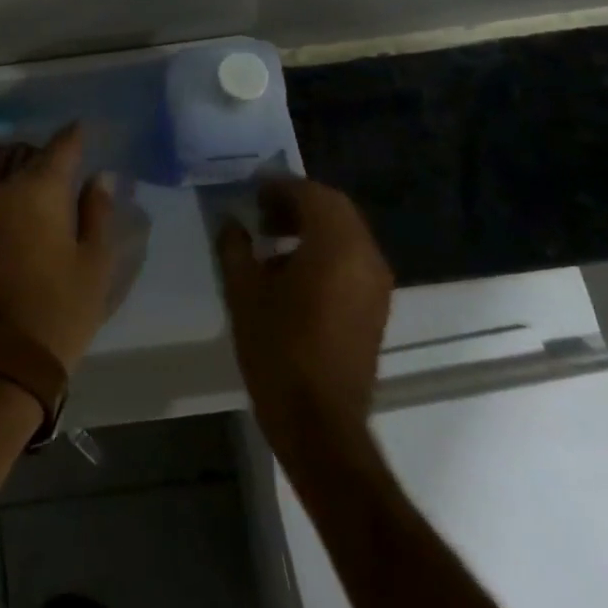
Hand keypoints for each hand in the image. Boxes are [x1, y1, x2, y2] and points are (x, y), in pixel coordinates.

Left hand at [0, 124, 114, 371]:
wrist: (0, 356)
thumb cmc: (60, 307)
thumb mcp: (94, 261)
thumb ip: (97, 212)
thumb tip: (98, 178)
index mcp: (39, 190)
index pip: (61, 147)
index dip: (76, 136)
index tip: (88, 126)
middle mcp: (6, 191)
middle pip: (35, 163)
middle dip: (57, 161)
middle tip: (80, 163)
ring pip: (16, 184)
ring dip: (37, 183)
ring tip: (61, 192)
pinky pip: (3, 205)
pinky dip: (21, 203)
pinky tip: (36, 216)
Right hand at [218, 178, 393, 464]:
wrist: (319, 422)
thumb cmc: (277, 349)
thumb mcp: (243, 291)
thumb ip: (236, 247)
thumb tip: (232, 222)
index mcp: (336, 246)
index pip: (312, 194)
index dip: (281, 186)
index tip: (252, 190)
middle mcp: (365, 256)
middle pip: (335, 209)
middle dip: (298, 203)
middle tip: (261, 211)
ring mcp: (375, 283)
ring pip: (346, 233)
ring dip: (312, 226)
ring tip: (272, 239)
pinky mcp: (375, 307)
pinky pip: (352, 259)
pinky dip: (325, 250)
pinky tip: (291, 270)